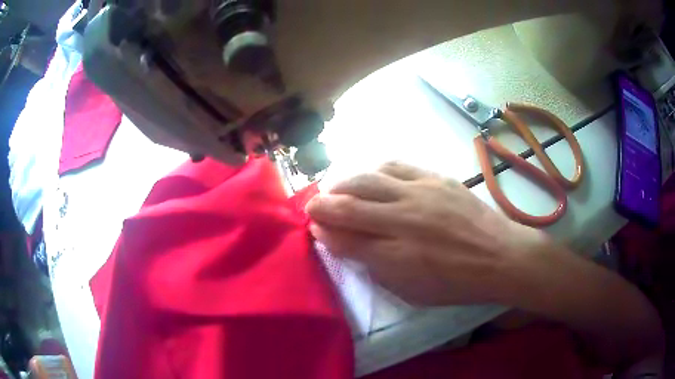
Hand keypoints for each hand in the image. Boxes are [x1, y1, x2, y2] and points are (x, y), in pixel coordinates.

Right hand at [306, 162, 546, 305]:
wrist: (500, 256)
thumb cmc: (457, 284)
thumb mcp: (412, 292)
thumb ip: (377, 269)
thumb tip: (349, 246)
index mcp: (397, 258)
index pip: (345, 240)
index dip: (324, 233)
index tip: (315, 229)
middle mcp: (403, 221)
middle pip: (348, 206)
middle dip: (322, 205)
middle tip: (313, 206)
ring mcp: (420, 194)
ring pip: (367, 179)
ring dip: (342, 183)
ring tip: (334, 188)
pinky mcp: (435, 177)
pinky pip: (395, 165)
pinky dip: (374, 170)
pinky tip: (368, 176)